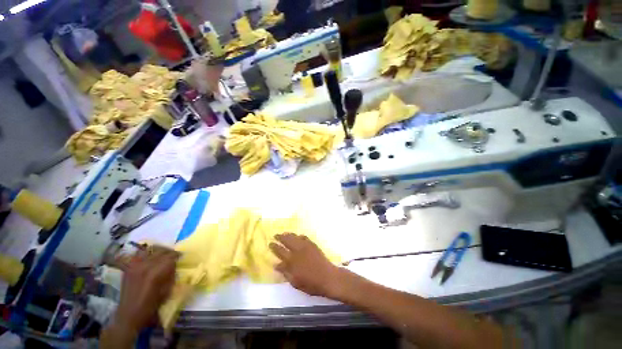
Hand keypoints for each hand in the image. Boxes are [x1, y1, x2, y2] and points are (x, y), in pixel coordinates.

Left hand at [113, 246, 177, 334]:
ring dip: (158, 251)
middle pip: (161, 251)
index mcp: (156, 273)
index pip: (170, 257)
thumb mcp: (167, 291)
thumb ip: (171, 275)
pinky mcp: (128, 268)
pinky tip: (149, 258)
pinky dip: (145, 253)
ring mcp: (134, 266)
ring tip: (162, 254)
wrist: (129, 315)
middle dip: (169, 252)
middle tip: (174, 255)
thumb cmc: (151, 305)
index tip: (182, 256)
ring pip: (149, 250)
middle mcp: (145, 266)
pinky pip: (138, 255)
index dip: (178, 255)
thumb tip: (174, 265)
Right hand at [269, 233, 342, 297]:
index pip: (280, 251)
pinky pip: (304, 237)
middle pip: (287, 241)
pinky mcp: (313, 244)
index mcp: (292, 261)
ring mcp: (306, 246)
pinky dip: (299, 236)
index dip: (274, 247)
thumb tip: (276, 265)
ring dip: (288, 234)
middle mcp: (298, 251)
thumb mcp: (295, 282)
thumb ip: (285, 272)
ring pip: (295, 237)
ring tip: (284, 233)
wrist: (328, 277)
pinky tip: (298, 236)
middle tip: (275, 235)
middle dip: (280, 237)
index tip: (270, 243)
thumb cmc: (311, 283)